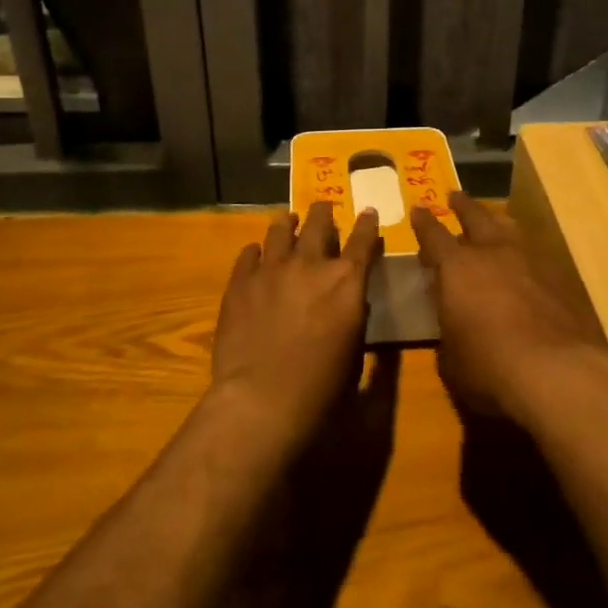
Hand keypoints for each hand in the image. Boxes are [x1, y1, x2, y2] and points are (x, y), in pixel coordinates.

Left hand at [211, 202, 380, 446]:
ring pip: (280, 229)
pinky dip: (256, 251)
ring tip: (287, 220)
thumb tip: (351, 300)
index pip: (363, 240)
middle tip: (324, 208)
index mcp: (346, 281)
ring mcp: (271, 269)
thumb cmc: (320, 387)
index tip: (367, 211)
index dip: (367, 223)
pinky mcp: (240, 282)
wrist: (261, 399)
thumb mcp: (354, 351)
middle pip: (319, 223)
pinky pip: (249, 253)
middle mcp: (310, 264)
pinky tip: (256, 253)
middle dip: (324, 212)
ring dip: (288, 222)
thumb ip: (354, 316)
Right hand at [411, 193, 607, 421]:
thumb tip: (454, 328)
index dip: (424, 223)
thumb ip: (449, 333)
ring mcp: (529, 262)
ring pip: (510, 230)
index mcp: (457, 268)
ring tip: (494, 219)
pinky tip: (526, 264)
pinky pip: (535, 256)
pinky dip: (524, 255)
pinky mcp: (559, 280)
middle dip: (463, 206)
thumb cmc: (489, 366)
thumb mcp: (451, 359)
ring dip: (497, 223)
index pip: (434, 236)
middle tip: (455, 195)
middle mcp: (492, 254)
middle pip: (476, 218)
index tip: (419, 209)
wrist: (556, 371)